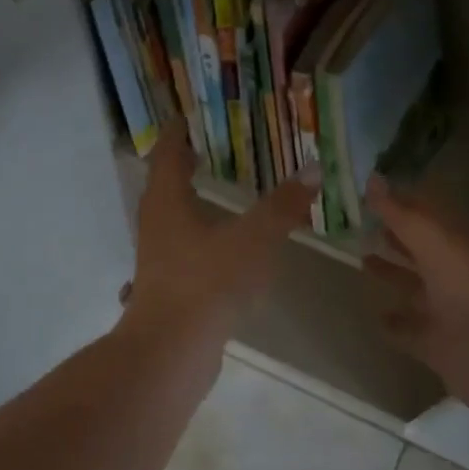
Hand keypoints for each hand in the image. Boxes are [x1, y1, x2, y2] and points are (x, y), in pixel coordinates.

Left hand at [123, 121, 315, 348]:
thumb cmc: (207, 282)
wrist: (172, 350)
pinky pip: (181, 249)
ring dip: (188, 203)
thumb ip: (282, 206)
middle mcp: (156, 225)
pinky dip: (197, 236)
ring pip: (170, 220)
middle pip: (163, 186)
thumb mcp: (252, 239)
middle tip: (205, 150)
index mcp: (167, 202)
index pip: (166, 155)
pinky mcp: (167, 287)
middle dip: (181, 166)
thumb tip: (312, 169)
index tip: (185, 118)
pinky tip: (219, 247)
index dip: (175, 134)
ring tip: (214, 193)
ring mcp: (157, 260)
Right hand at [364, 176, 468, 436]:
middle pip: (421, 248)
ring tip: (360, 260)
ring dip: (392, 274)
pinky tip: (375, 316)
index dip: (400, 200)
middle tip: (356, 221)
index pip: (428, 213)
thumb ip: (406, 217)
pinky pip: (411, 330)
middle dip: (394, 234)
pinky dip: (394, 323)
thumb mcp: (442, 249)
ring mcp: (449, 312)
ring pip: (415, 287)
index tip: (365, 189)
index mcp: (463, 244)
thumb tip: (372, 178)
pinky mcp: (441, 347)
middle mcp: (456, 273)